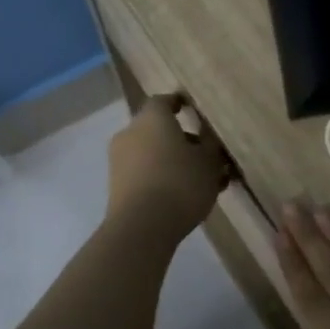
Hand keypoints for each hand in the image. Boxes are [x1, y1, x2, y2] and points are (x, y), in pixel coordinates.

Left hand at [106, 95, 230, 239]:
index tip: (193, 110)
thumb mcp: (209, 162)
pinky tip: (185, 196)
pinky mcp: (117, 187)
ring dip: (175, 162)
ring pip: (153, 154)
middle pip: (158, 130)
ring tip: (203, 181)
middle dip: (183, 140)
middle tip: (208, 155)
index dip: (179, 104)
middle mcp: (131, 133)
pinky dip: (163, 179)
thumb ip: (211, 146)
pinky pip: (145, 174)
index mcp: (152, 118)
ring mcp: (120, 161)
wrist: (141, 227)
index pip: (164, 101)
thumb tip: (208, 139)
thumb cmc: (180, 183)